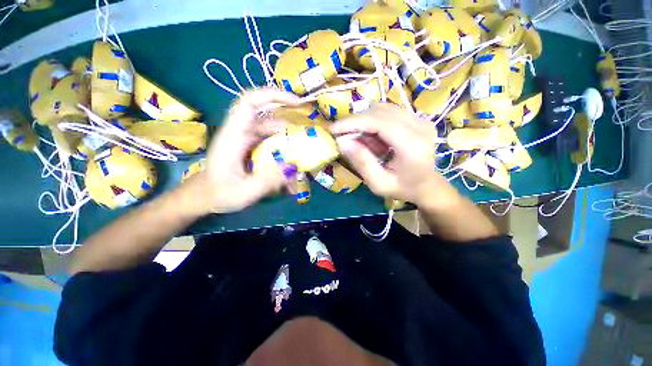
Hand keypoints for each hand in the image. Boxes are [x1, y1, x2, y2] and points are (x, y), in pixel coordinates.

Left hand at [192, 88, 299, 213]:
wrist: (206, 197)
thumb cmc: (220, 194)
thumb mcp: (245, 192)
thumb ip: (268, 180)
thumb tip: (294, 166)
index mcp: (233, 136)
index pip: (249, 103)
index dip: (272, 95)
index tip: (297, 102)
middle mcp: (243, 133)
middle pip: (271, 119)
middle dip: (293, 125)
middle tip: (313, 137)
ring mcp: (250, 141)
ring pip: (275, 133)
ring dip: (292, 143)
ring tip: (307, 158)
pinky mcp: (255, 149)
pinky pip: (275, 145)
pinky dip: (287, 153)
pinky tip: (294, 169)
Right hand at [330, 104, 459, 209]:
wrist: (427, 185)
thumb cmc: (402, 188)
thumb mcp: (378, 184)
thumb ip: (362, 163)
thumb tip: (342, 142)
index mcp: (413, 146)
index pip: (380, 122)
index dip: (354, 122)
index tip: (334, 128)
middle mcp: (420, 127)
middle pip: (380, 112)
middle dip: (356, 121)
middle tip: (342, 135)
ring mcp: (421, 120)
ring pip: (384, 109)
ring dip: (365, 121)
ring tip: (358, 138)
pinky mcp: (418, 118)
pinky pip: (389, 112)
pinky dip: (374, 121)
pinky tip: (371, 136)